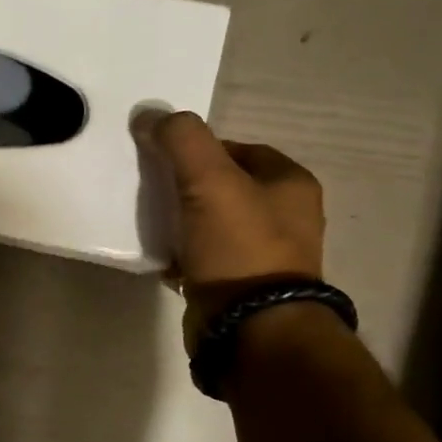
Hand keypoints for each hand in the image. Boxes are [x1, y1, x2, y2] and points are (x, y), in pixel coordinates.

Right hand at [142, 110, 324, 322]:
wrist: (250, 327)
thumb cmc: (239, 246)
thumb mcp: (209, 179)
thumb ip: (182, 140)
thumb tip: (151, 115)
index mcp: (290, 184)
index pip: (239, 149)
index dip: (200, 149)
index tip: (164, 160)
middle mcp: (286, 218)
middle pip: (224, 187)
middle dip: (186, 186)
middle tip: (152, 189)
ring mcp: (264, 256)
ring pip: (211, 224)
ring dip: (181, 221)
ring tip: (150, 223)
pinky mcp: (239, 288)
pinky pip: (203, 259)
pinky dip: (181, 255)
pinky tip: (160, 257)